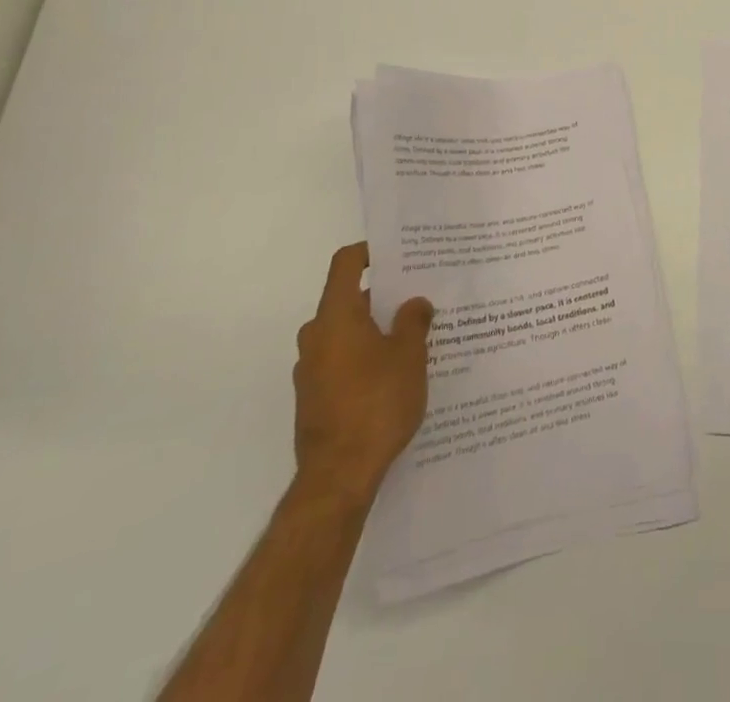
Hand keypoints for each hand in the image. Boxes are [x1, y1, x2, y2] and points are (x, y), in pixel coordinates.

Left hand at [293, 241, 433, 504]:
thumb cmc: (376, 403)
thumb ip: (413, 321)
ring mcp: (310, 369)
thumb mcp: (409, 356)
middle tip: (418, 299)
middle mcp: (316, 336)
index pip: (346, 264)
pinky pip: (341, 362)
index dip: (370, 251)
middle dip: (383, 297)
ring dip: (374, 331)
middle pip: (348, 299)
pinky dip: (364, 359)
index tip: (397, 254)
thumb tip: (415, 302)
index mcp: (336, 315)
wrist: (338, 477)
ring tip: (413, 339)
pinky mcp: (313, 398)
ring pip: (346, 333)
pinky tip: (394, 377)